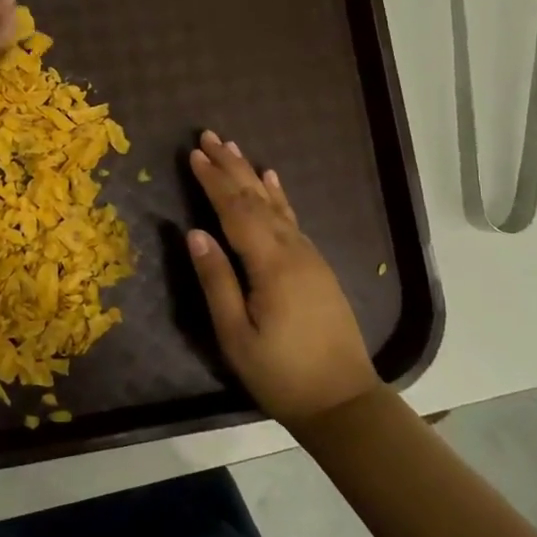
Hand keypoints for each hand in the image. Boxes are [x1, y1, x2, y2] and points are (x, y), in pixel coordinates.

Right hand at [185, 131, 383, 425]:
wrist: (343, 400)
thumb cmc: (281, 373)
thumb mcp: (235, 335)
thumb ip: (216, 280)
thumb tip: (194, 233)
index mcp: (270, 265)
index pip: (235, 211)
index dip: (213, 181)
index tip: (193, 154)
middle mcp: (293, 251)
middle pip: (257, 199)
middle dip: (231, 166)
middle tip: (209, 136)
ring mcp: (309, 257)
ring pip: (276, 205)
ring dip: (252, 175)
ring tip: (234, 148)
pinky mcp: (317, 267)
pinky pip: (292, 219)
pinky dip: (278, 196)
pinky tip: (272, 181)